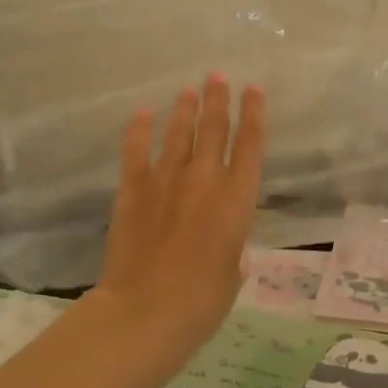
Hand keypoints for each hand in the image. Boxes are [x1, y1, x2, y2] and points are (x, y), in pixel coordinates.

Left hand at [92, 73, 267, 353]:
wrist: (144, 313)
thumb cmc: (201, 302)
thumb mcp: (232, 276)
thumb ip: (232, 253)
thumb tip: (229, 252)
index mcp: (237, 199)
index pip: (251, 145)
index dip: (254, 114)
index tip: (254, 89)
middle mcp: (205, 180)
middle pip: (214, 129)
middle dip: (219, 99)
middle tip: (218, 75)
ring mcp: (166, 181)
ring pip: (179, 134)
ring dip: (186, 109)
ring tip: (190, 89)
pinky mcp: (133, 191)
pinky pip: (137, 152)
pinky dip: (140, 130)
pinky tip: (143, 113)